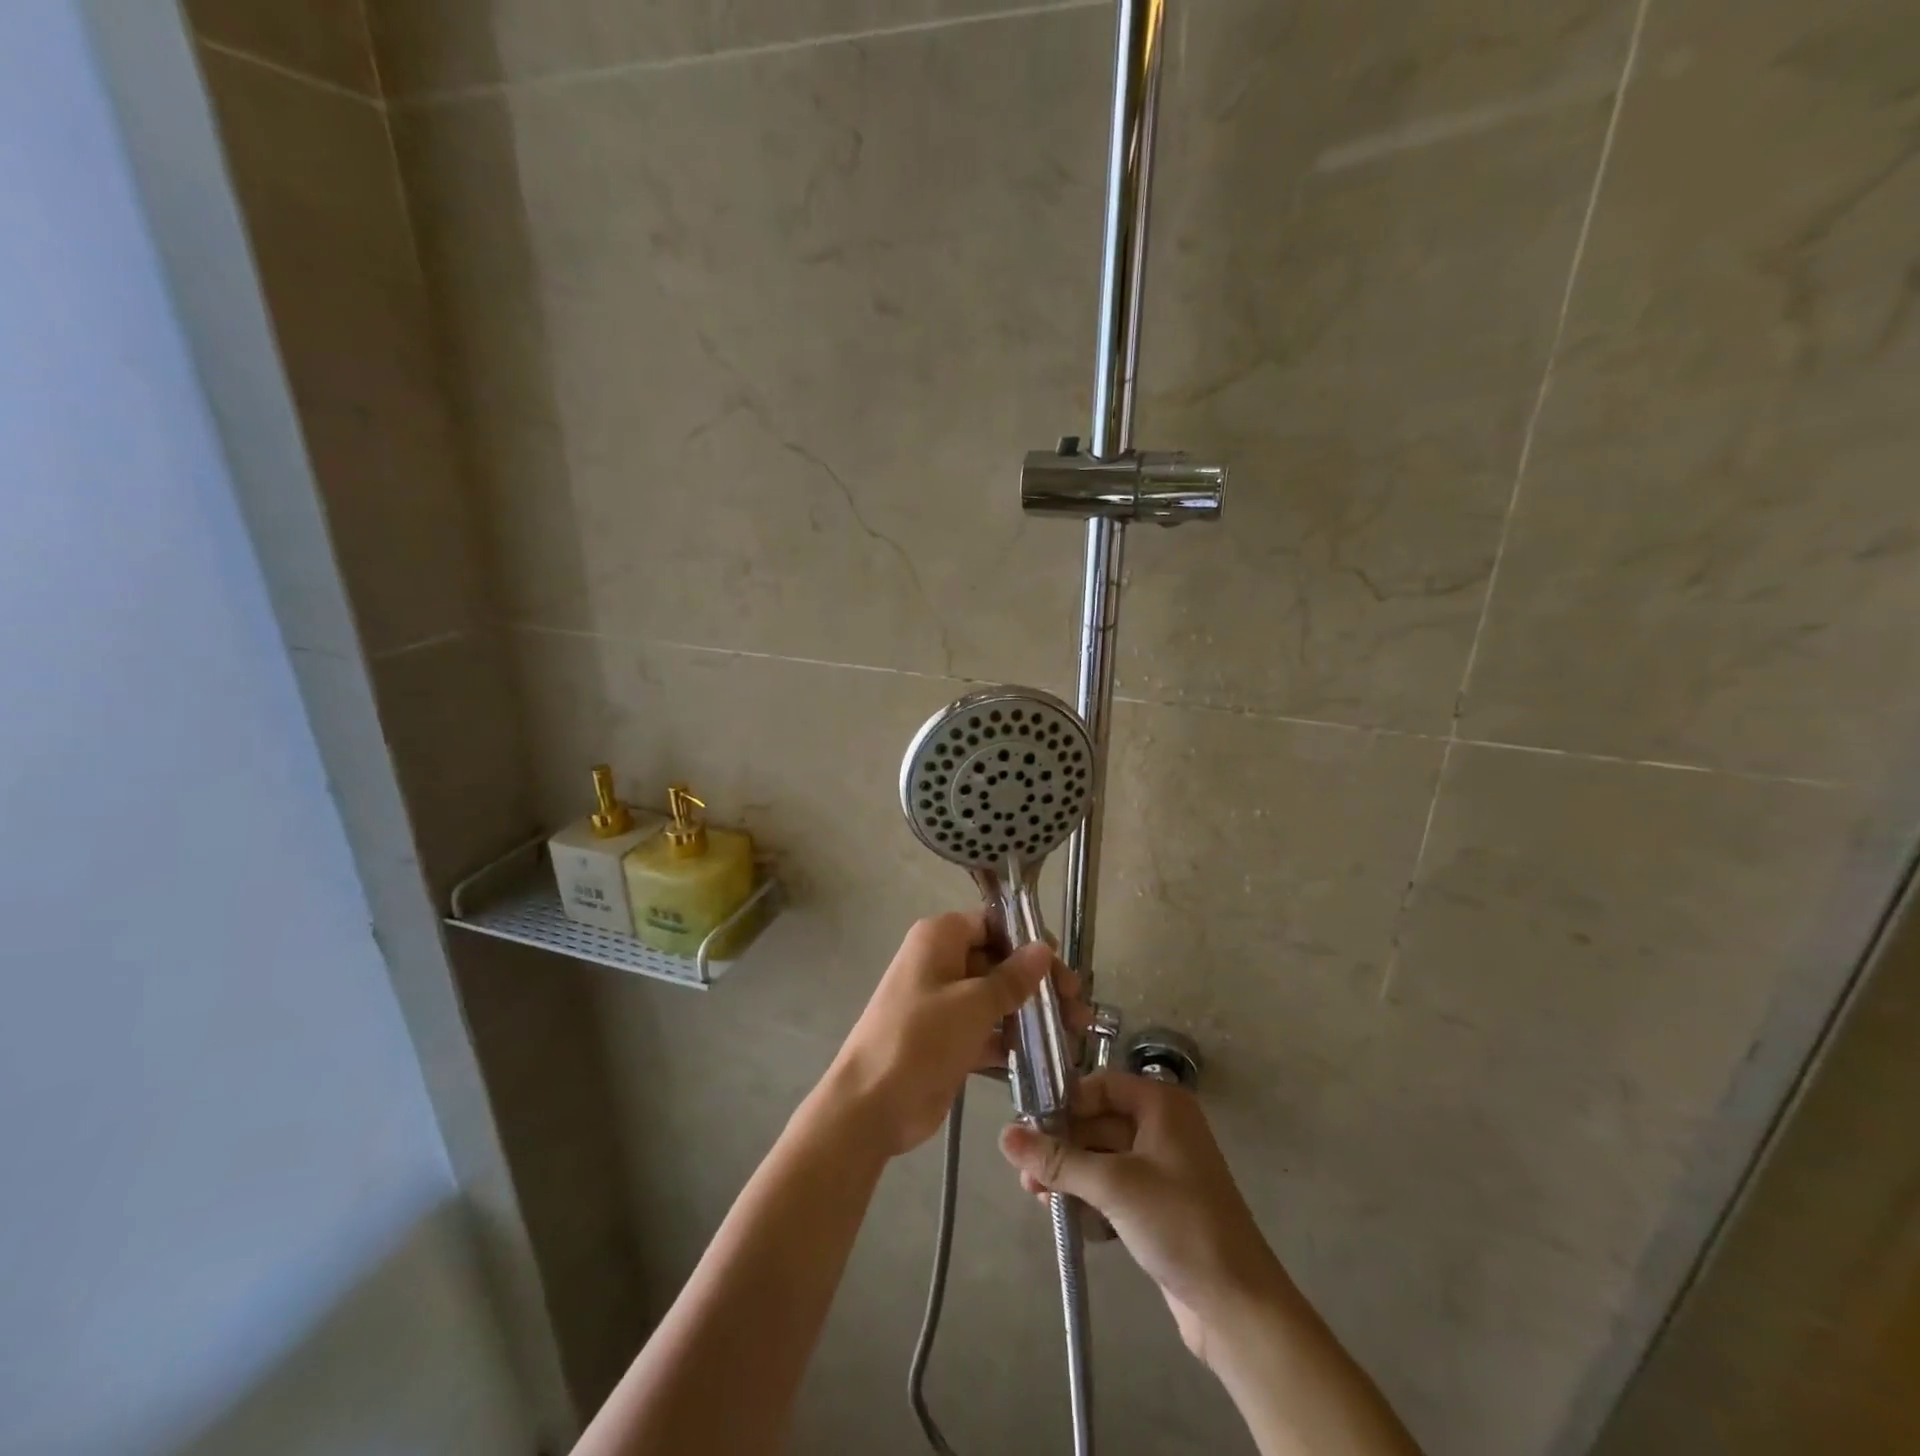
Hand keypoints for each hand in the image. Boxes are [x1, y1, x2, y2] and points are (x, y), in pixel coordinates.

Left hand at [822, 912, 1080, 1158]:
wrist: (871, 1106)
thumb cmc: (920, 1040)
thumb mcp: (973, 1004)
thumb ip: (1013, 977)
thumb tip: (1043, 948)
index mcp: (940, 938)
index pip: (993, 923)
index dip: (1029, 941)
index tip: (1061, 968)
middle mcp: (941, 961)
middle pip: (998, 960)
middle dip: (1037, 982)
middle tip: (1077, 1008)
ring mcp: (943, 1002)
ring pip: (995, 996)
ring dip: (1030, 1012)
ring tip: (1072, 1034)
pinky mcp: (947, 1037)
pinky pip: (986, 1028)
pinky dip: (1011, 1038)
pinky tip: (1045, 1056)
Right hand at [999, 1072, 1286, 1367]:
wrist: (1237, 1305)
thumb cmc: (1178, 1223)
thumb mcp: (1113, 1185)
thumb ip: (1057, 1159)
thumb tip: (1003, 1135)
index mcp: (1161, 1104)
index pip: (1100, 1085)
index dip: (1064, 1102)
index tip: (1027, 1126)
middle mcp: (1162, 1126)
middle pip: (1097, 1121)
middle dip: (1061, 1145)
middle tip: (1023, 1170)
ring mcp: (1162, 1167)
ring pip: (1102, 1155)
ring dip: (1070, 1173)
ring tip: (1035, 1195)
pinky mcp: (1158, 1204)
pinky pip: (1113, 1185)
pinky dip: (1089, 1195)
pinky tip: (1063, 1214)